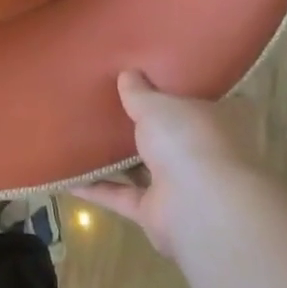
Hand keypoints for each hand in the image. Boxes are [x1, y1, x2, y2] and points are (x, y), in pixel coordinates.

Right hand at [76, 72, 265, 255]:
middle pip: (170, 138)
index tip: (149, 80)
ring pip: (145, 168)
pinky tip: (69, 178)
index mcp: (217, 122)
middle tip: (112, 106)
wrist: (199, 206)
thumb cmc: (188, 140)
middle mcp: (203, 154)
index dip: (174, 93)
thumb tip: (128, 74)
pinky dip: (97, 189)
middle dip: (145, 128)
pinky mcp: (157, 213)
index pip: (198, 103)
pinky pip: (122, 196)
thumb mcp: (158, 104)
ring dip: (119, 160)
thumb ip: (140, 92)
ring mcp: (182, 187)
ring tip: (86, 137)